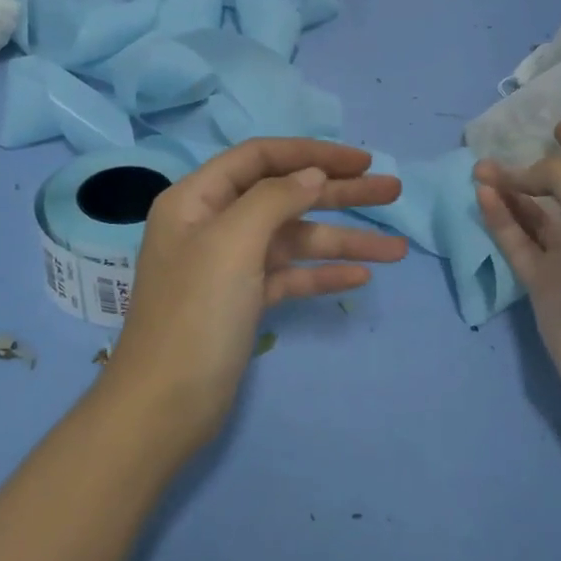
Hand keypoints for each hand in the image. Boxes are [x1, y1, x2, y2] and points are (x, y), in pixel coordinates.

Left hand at [110, 139, 406, 446]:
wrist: (164, 407)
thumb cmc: (195, 314)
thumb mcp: (232, 243)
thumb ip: (274, 199)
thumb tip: (313, 174)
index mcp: (197, 199)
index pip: (260, 158)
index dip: (312, 154)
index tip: (362, 161)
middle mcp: (213, 224)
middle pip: (285, 196)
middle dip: (339, 193)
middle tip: (393, 191)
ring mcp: (229, 266)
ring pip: (294, 240)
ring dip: (343, 241)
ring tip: (396, 249)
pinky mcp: (243, 302)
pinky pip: (289, 276)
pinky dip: (322, 275)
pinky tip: (360, 277)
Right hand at [476, 121, 560, 408]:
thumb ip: (558, 175)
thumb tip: (522, 176)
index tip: (560, 124)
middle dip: (533, 168)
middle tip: (497, 153)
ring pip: (533, 215)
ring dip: (509, 192)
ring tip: (479, 171)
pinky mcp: (543, 282)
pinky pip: (517, 241)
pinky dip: (500, 218)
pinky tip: (482, 196)